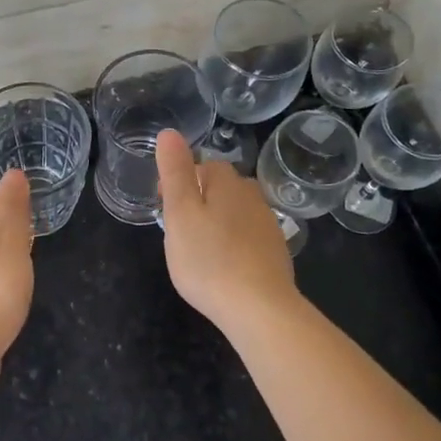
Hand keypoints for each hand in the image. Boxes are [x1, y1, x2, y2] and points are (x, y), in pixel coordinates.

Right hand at [156, 129, 299, 334]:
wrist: (258, 308)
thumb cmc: (208, 259)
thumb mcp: (180, 213)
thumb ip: (175, 172)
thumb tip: (169, 132)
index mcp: (228, 184)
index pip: (205, 165)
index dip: (182, 180)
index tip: (164, 206)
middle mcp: (253, 198)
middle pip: (224, 188)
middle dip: (202, 199)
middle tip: (180, 228)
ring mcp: (269, 227)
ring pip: (238, 213)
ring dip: (220, 222)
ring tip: (200, 248)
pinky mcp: (276, 254)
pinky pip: (250, 238)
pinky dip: (235, 244)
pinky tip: (225, 266)